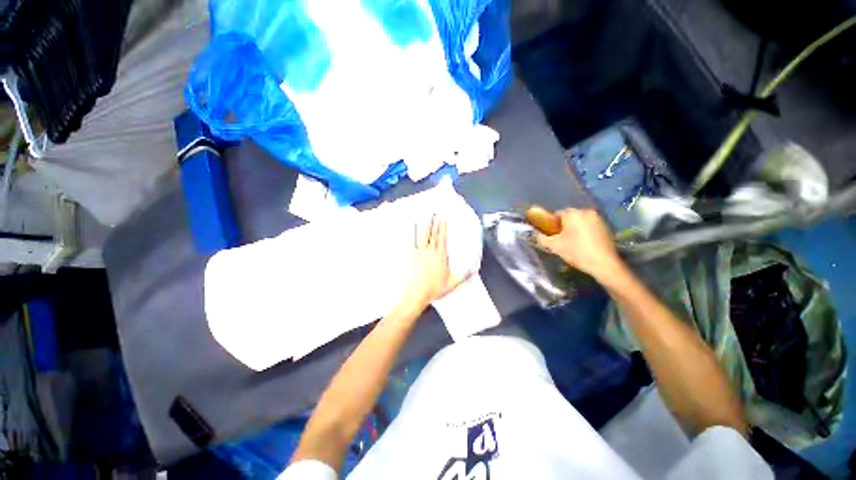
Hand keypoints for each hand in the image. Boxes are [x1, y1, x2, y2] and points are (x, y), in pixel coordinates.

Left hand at [403, 215, 471, 309]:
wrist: (417, 293)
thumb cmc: (434, 288)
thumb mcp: (452, 283)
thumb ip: (464, 275)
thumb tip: (475, 269)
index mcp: (441, 256)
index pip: (443, 239)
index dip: (443, 228)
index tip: (444, 219)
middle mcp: (431, 251)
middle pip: (434, 234)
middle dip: (436, 223)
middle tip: (436, 212)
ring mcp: (421, 252)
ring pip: (424, 235)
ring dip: (426, 224)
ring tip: (428, 215)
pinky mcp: (411, 255)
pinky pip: (412, 241)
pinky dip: (413, 232)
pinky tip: (413, 224)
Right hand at [535, 208, 624, 280]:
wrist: (604, 264)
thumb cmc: (576, 252)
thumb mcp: (554, 246)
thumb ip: (540, 238)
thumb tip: (533, 234)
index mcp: (572, 213)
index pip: (556, 214)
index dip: (550, 225)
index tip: (549, 235)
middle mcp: (586, 211)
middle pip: (569, 217)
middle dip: (562, 226)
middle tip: (559, 240)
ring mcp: (598, 219)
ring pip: (580, 222)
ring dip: (573, 229)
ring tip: (570, 243)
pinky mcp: (606, 227)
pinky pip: (589, 226)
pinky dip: (584, 232)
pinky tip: (583, 244)